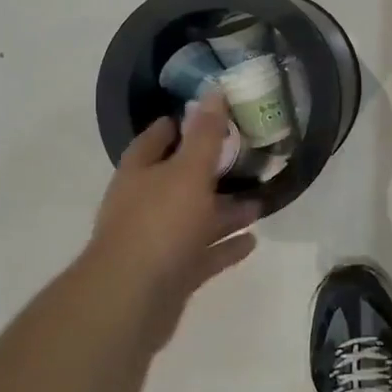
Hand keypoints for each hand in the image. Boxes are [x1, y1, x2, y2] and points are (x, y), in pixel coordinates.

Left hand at [84, 94, 259, 335]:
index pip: (156, 139)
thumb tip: (214, 91)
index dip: (178, 125)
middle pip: (179, 181)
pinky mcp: (170, 275)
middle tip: (247, 161)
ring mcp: (156, 243)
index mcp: (140, 174)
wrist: (131, 300)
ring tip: (261, 203)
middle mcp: (143, 205)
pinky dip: (225, 248)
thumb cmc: (159, 224)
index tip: (208, 115)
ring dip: (226, 212)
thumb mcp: (188, 171)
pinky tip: (253, 242)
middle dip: (211, 172)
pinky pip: (203, 255)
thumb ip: (205, 134)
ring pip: (195, 220)